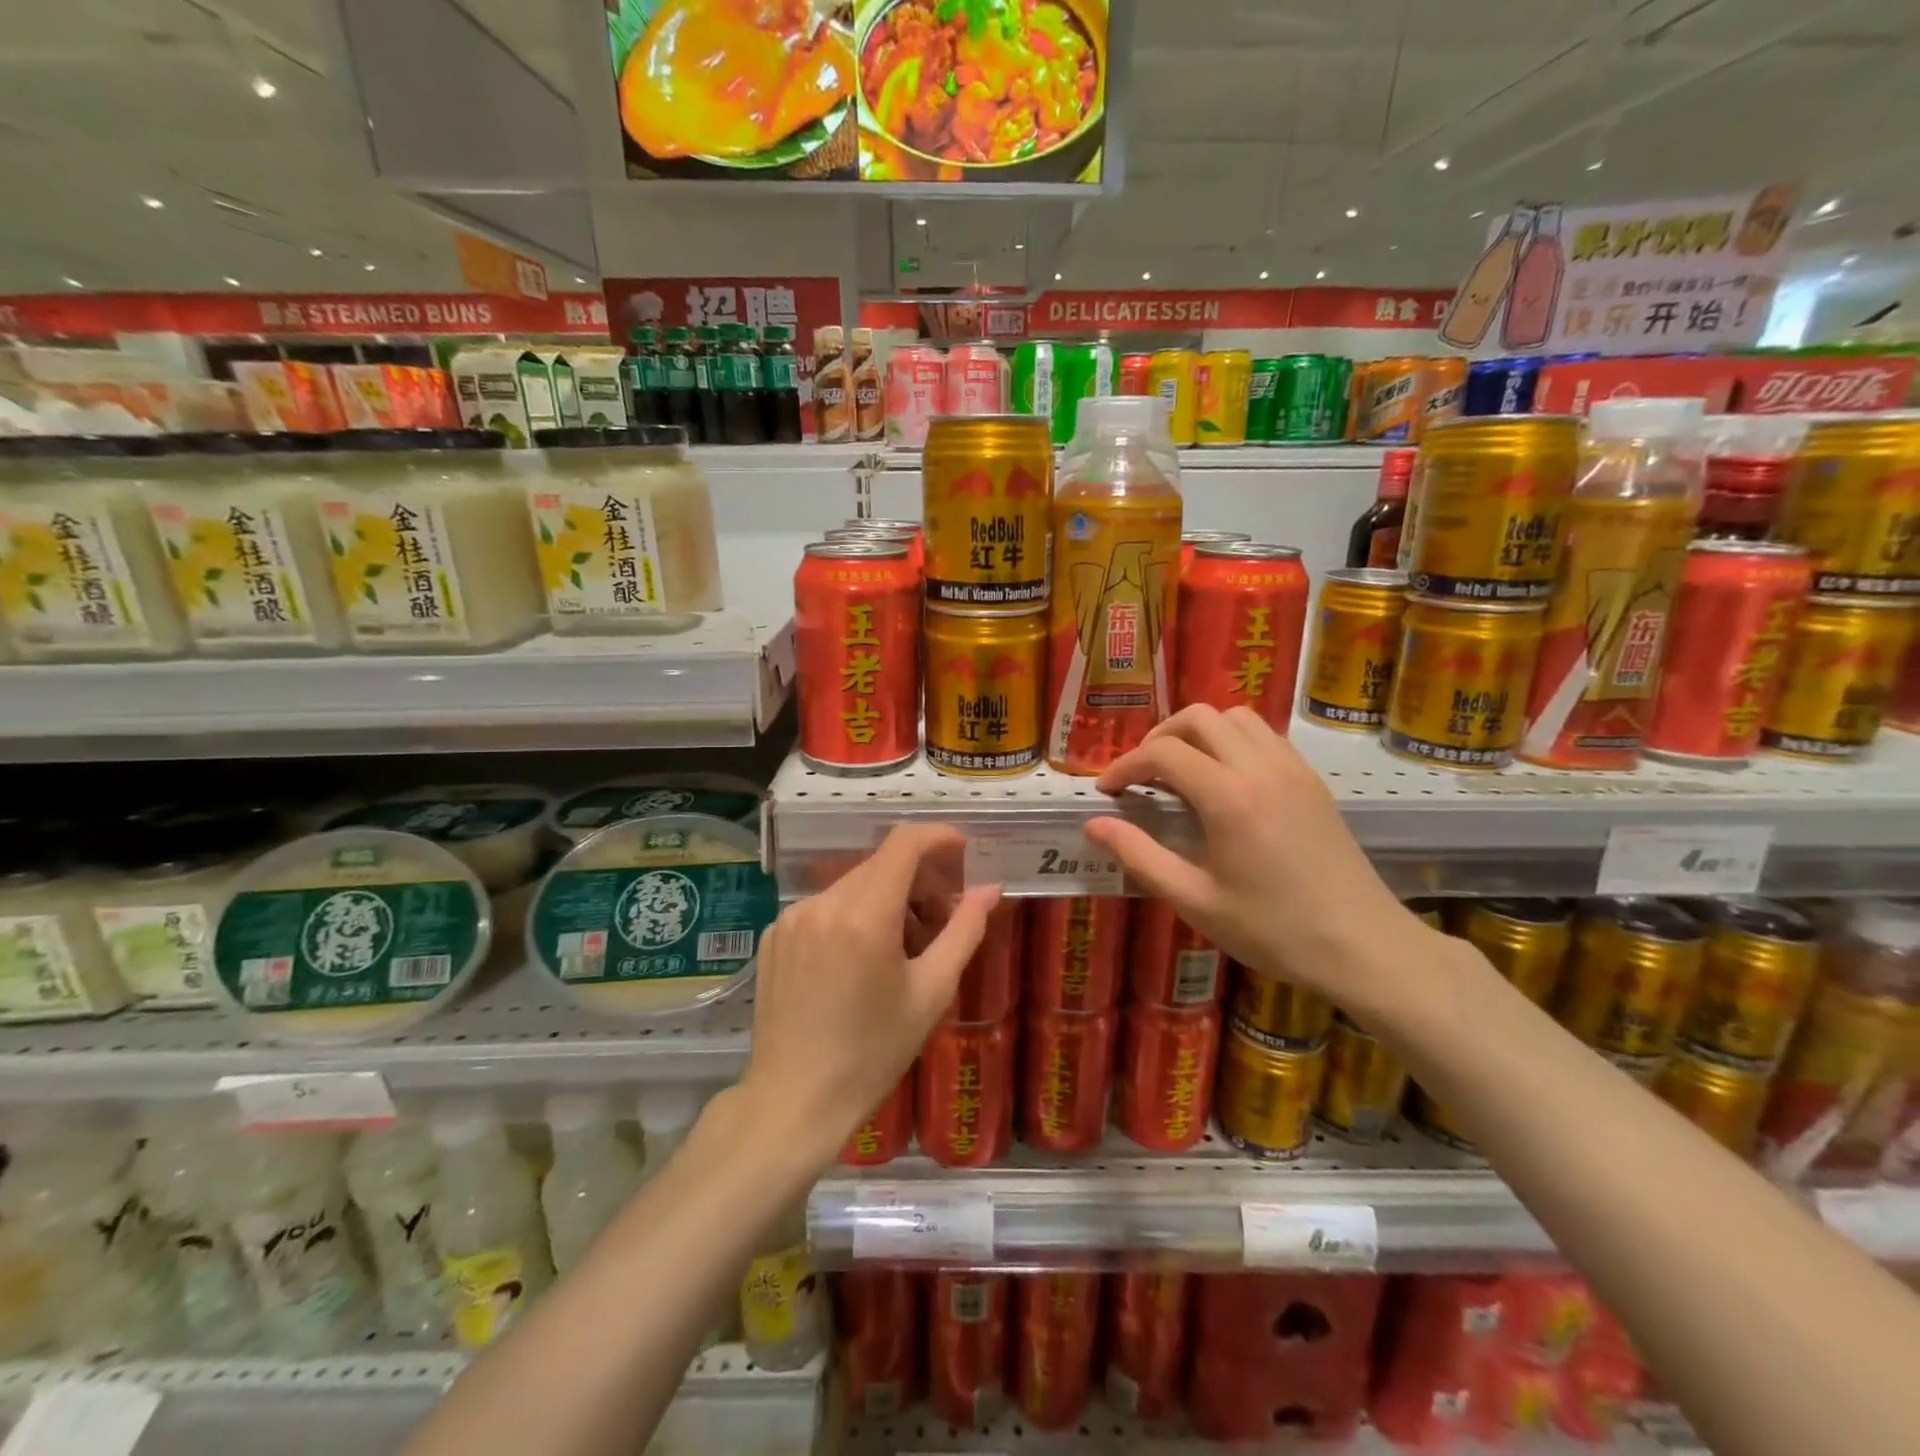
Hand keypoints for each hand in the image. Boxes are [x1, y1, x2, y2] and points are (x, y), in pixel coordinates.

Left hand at [741, 824, 999, 1164]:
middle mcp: (823, 904)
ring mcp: (791, 918)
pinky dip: (851, 915)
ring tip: (900, 948)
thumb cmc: (873, 1053)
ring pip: (852, 885)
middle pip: (880, 865)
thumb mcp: (931, 993)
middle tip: (939, 920)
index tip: (961, 850)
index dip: (937, 837)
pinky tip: (858, 961)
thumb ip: (964, 931)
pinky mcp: (774, 935)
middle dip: (917, 879)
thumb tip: (990, 889)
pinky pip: (824, 907)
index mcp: (864, 916)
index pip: (903, 844)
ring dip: (885, 898)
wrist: (794, 1101)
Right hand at [1083, 705, 1431, 1019]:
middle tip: (1142, 775)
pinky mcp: (1311, 779)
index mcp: (1228, 797)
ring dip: (1199, 733)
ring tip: (1182, 771)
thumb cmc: (1273, 930)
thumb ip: (1139, 856)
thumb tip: (1093, 825)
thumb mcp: (1195, 901)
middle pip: (1198, 717)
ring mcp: (1292, 768)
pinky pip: (1264, 735)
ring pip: (1235, 717)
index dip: (1125, 765)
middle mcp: (1260, 767)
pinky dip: (1232, 741)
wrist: (1363, 946)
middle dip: (1159, 737)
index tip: (1107, 791)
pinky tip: (1225, 781)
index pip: (1162, 753)